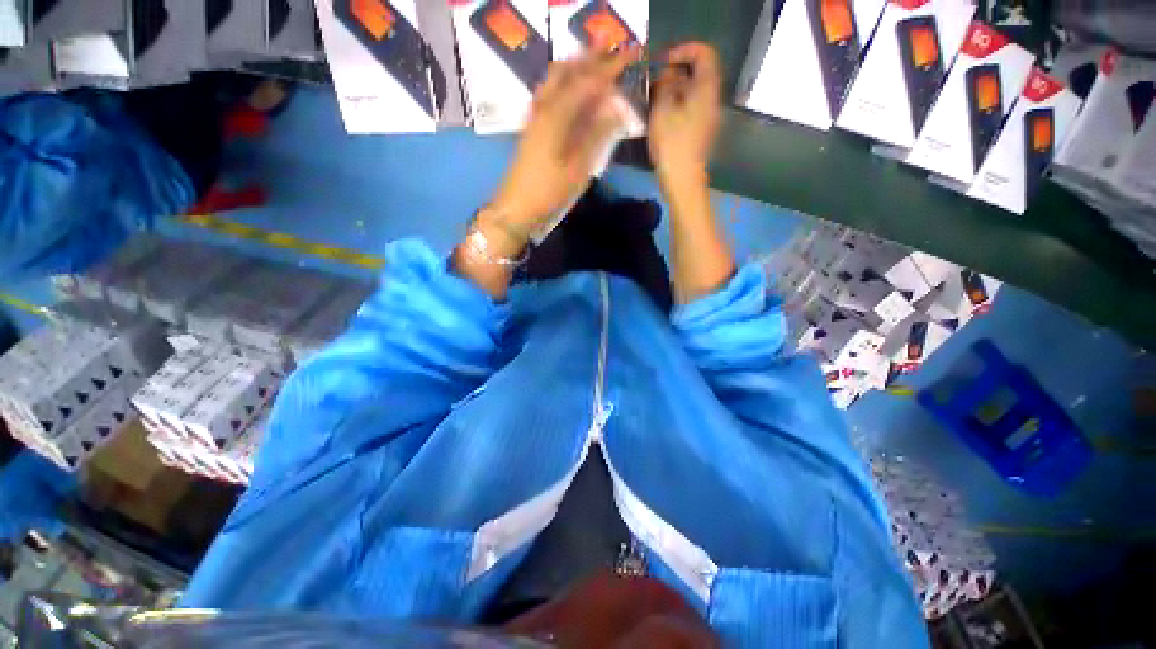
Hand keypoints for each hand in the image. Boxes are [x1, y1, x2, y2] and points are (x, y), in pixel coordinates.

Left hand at [488, 47, 639, 234]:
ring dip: (575, 65)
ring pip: (555, 78)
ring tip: (595, 61)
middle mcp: (544, 106)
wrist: (517, 206)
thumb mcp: (578, 168)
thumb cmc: (549, 191)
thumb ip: (597, 135)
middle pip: (567, 70)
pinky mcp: (532, 126)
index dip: (610, 67)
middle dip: (590, 57)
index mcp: (557, 114)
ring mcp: (535, 115)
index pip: (588, 81)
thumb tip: (616, 107)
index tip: (631, 54)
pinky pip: (549, 92)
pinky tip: (572, 88)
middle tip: (612, 48)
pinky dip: (564, 82)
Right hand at [648, 42, 722, 189]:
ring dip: (674, 89)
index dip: (683, 50)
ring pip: (693, 91)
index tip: (662, 61)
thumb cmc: (672, 144)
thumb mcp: (663, 109)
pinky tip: (660, 115)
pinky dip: (676, 104)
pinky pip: (690, 106)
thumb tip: (667, 74)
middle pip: (699, 72)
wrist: (682, 179)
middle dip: (675, 71)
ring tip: (653, 99)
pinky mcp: (701, 130)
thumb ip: (665, 84)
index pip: (704, 52)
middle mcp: (712, 98)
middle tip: (654, 81)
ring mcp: (708, 115)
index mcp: (706, 88)